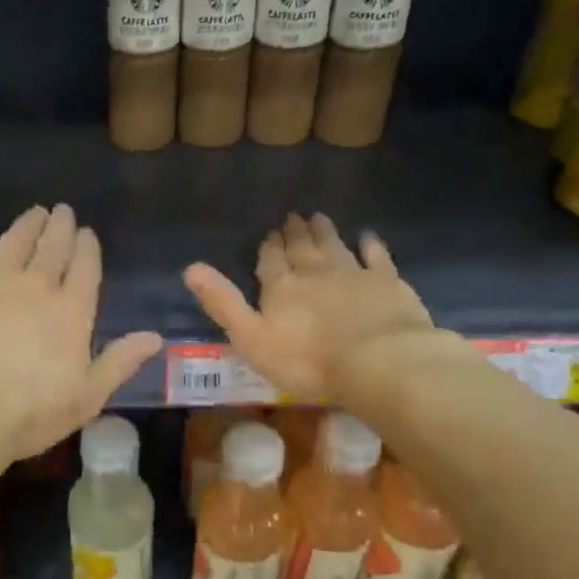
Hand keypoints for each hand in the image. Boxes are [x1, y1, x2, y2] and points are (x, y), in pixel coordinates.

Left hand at [0, 205, 163, 469]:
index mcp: (71, 311)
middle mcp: (35, 285)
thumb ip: (119, 362)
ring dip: (26, 224)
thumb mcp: (86, 397)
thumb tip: (154, 337)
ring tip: (34, 213)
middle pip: (52, 247)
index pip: (85, 268)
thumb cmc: (28, 413)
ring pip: (14, 241)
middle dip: (60, 227)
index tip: (87, 232)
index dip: (87, 248)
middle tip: (63, 211)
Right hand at [183, 213, 445, 406]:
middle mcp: (314, 272)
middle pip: (301, 248)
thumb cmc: (307, 360)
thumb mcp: (251, 338)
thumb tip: (190, 268)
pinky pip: (377, 256)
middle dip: (294, 233)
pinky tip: (367, 236)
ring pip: (334, 245)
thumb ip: (223, 304)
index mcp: (281, 287)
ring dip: (324, 231)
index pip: (270, 260)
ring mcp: (353, 273)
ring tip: (319, 217)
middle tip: (292, 217)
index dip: (268, 248)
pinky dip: (370, 244)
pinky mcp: (387, 282)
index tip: (269, 234)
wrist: (378, 361)